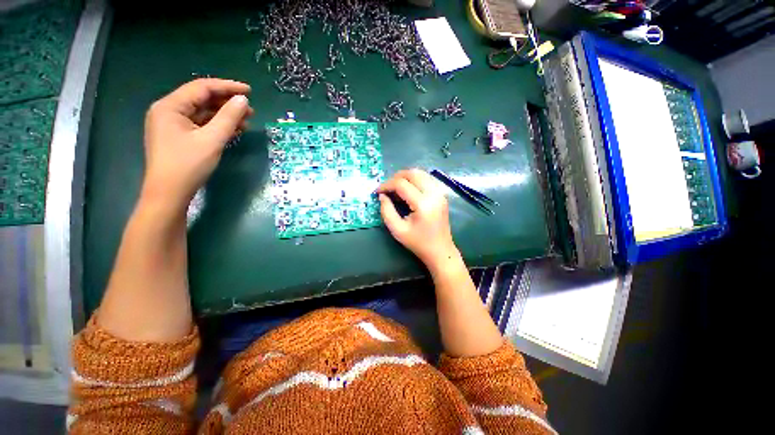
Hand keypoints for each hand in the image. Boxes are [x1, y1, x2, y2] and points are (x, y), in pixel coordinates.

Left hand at [140, 78, 253, 213]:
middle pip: (201, 99)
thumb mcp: (212, 139)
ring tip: (246, 120)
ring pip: (202, 113)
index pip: (202, 88)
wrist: (169, 193)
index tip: (249, 91)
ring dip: (224, 115)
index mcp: (170, 106)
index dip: (227, 87)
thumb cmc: (188, 165)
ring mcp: (172, 124)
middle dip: (227, 103)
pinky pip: (200, 124)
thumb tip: (243, 100)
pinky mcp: (178, 136)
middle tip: (250, 109)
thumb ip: (228, 117)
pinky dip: (217, 125)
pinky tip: (233, 129)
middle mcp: (168, 111)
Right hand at [377, 169, 458, 269]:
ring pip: (420, 173)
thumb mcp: (397, 230)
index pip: (401, 184)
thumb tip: (382, 195)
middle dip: (395, 177)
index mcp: (423, 204)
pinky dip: (414, 180)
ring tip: (395, 188)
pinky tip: (407, 189)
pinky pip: (426, 178)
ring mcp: (440, 193)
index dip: (386, 185)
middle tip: (386, 188)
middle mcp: (434, 194)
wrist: (440, 250)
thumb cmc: (418, 243)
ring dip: (405, 177)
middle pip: (412, 173)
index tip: (377, 191)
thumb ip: (386, 211)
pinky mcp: (442, 194)